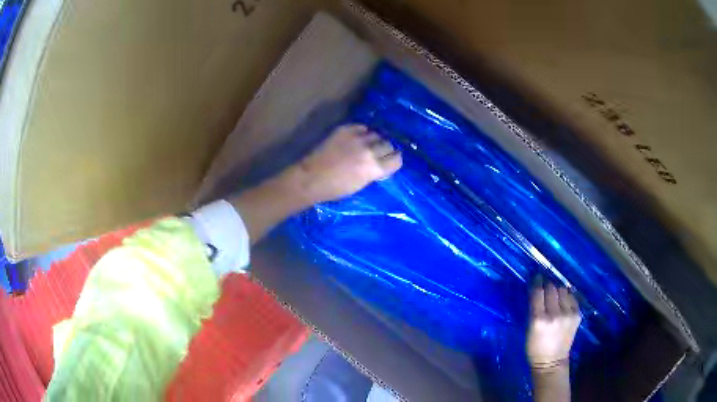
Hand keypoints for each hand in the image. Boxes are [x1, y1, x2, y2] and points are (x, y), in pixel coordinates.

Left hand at [292, 124, 401, 203]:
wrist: (312, 178)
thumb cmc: (336, 189)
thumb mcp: (361, 184)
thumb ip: (374, 172)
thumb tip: (381, 164)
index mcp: (375, 168)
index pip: (397, 159)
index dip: (394, 160)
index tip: (390, 161)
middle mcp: (370, 151)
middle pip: (388, 144)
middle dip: (385, 149)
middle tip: (378, 153)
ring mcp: (357, 138)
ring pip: (376, 134)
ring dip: (374, 140)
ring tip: (367, 145)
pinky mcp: (345, 130)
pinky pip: (362, 127)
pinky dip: (362, 132)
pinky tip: (357, 138)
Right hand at [526, 278, 580, 368]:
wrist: (552, 362)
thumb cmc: (535, 347)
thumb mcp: (529, 328)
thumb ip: (534, 309)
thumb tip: (538, 291)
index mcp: (539, 319)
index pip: (538, 292)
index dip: (537, 281)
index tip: (537, 276)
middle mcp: (555, 314)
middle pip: (552, 288)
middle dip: (548, 285)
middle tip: (545, 286)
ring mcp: (568, 314)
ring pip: (563, 290)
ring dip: (558, 290)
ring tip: (556, 296)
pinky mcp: (577, 315)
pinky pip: (572, 298)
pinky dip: (567, 297)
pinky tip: (564, 302)